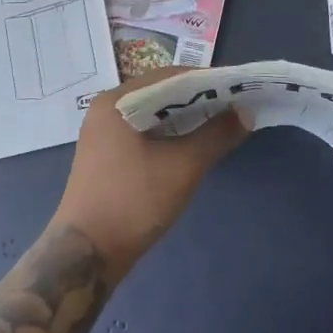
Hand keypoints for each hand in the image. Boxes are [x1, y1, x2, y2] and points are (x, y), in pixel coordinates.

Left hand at [52, 69, 249, 279]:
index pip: (169, 76)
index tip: (237, 87)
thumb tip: (245, 113)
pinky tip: (193, 143)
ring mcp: (104, 133)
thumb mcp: (182, 167)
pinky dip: (170, 133)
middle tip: (235, 105)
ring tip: (221, 122)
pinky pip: (144, 131)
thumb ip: (215, 135)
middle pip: (160, 93)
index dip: (206, 80)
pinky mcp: (107, 155)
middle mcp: (106, 109)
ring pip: (153, 114)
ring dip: (185, 118)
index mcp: (116, 101)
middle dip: (198, 99)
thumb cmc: (133, 202)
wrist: (86, 255)